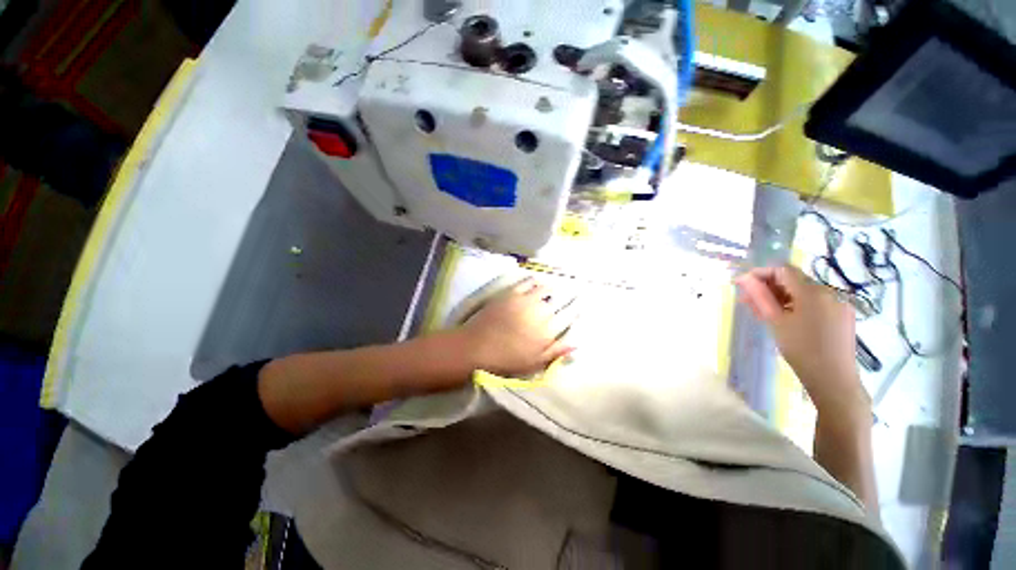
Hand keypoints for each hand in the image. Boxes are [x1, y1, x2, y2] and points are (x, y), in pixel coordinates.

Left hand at [456, 277, 577, 376]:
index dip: (576, 309)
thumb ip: (556, 352)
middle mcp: (540, 312)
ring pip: (545, 289)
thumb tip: (577, 343)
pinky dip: (534, 281)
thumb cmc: (506, 361)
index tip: (580, 305)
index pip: (568, 316)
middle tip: (571, 294)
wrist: (476, 347)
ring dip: (551, 288)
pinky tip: (537, 281)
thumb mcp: (534, 364)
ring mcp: (525, 300)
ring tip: (554, 288)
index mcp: (548, 331)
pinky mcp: (511, 293)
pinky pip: (527, 282)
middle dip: (567, 297)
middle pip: (559, 301)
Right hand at [735, 266, 867, 414]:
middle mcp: (829, 292)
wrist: (833, 379)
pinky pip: (815, 303)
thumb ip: (760, 297)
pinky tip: (784, 319)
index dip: (760, 273)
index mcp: (813, 292)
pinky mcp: (842, 315)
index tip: (742, 284)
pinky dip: (796, 306)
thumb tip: (744, 278)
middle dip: (768, 288)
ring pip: (803, 293)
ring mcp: (839, 304)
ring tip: (762, 312)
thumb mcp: (775, 321)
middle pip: (793, 281)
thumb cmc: (801, 349)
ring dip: (780, 298)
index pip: (783, 270)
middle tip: (747, 302)